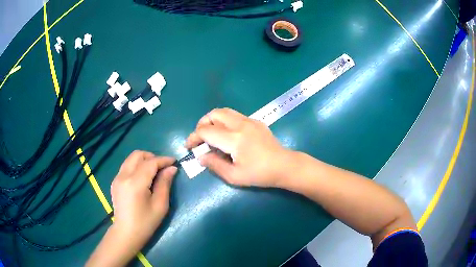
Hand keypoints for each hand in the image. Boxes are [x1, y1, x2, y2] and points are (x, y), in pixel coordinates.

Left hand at [110, 151, 176, 251]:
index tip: (174, 161)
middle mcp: (123, 176)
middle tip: (162, 167)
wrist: (126, 233)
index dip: (163, 160)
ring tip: (153, 172)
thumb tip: (171, 169)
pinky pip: (126, 166)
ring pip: (130, 158)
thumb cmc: (146, 222)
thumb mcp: (160, 205)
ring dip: (143, 160)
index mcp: (135, 183)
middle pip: (138, 154)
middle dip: (152, 157)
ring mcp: (117, 178)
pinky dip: (136, 166)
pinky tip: (142, 178)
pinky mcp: (115, 181)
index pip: (150, 163)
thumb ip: (165, 184)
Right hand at [186, 108, 290, 187]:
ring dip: (213, 120)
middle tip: (200, 138)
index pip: (206, 131)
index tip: (189, 146)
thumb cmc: (260, 174)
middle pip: (214, 114)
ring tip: (211, 135)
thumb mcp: (234, 176)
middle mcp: (240, 124)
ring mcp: (249, 120)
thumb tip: (201, 157)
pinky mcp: (255, 121)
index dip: (194, 137)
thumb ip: (215, 165)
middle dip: (202, 124)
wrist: (284, 166)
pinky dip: (224, 121)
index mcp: (234, 139)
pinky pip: (234, 115)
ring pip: (224, 111)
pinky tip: (227, 135)